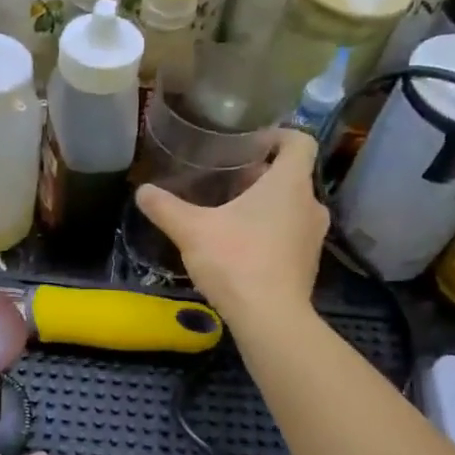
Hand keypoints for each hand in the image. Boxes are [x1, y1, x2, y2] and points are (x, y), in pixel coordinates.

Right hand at [135, 130, 327, 326]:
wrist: (270, 319)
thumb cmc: (236, 261)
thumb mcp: (192, 231)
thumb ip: (166, 208)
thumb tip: (142, 191)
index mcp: (289, 184)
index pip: (299, 141)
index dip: (276, 136)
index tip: (249, 144)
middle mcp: (310, 204)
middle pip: (291, 176)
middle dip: (260, 175)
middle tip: (227, 181)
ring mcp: (313, 237)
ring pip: (291, 206)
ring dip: (265, 205)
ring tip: (230, 213)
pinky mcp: (308, 263)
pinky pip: (291, 234)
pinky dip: (271, 232)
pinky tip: (240, 247)